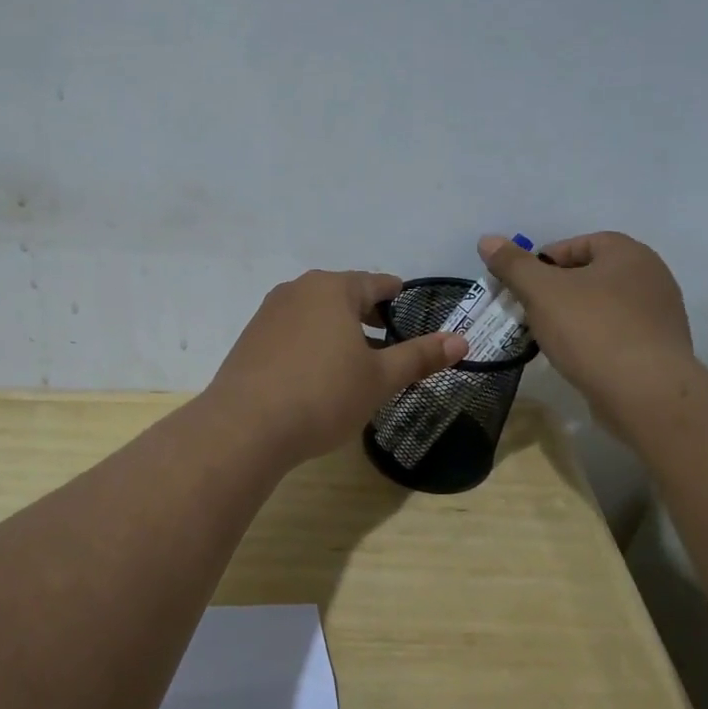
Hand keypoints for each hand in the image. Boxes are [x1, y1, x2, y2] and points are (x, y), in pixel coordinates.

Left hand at [206, 270, 467, 464]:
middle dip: (366, 313)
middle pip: (342, 295)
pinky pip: (291, 332)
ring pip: (314, 313)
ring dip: (337, 329)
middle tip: (387, 335)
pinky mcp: (250, 340)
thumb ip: (419, 357)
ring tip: (354, 357)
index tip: (407, 302)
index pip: (374, 282)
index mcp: (332, 289)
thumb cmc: (323, 395)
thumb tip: (461, 340)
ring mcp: (268, 314)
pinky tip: (316, 373)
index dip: (395, 294)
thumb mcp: (379, 379)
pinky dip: (311, 343)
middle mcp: (297, 291)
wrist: (246, 426)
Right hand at [478, 232, 694, 424]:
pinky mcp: (660, 349)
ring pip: (604, 306)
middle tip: (530, 311)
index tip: (522, 286)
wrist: (645, 393)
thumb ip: (513, 265)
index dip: (544, 262)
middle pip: (591, 275)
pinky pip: (618, 334)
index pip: (578, 244)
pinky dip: (594, 340)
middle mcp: (651, 276)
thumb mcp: (541, 292)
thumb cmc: (591, 330)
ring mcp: (660, 314)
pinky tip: (577, 358)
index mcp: (628, 253)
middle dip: (557, 290)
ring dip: (575, 316)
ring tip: (549, 337)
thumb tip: (487, 240)